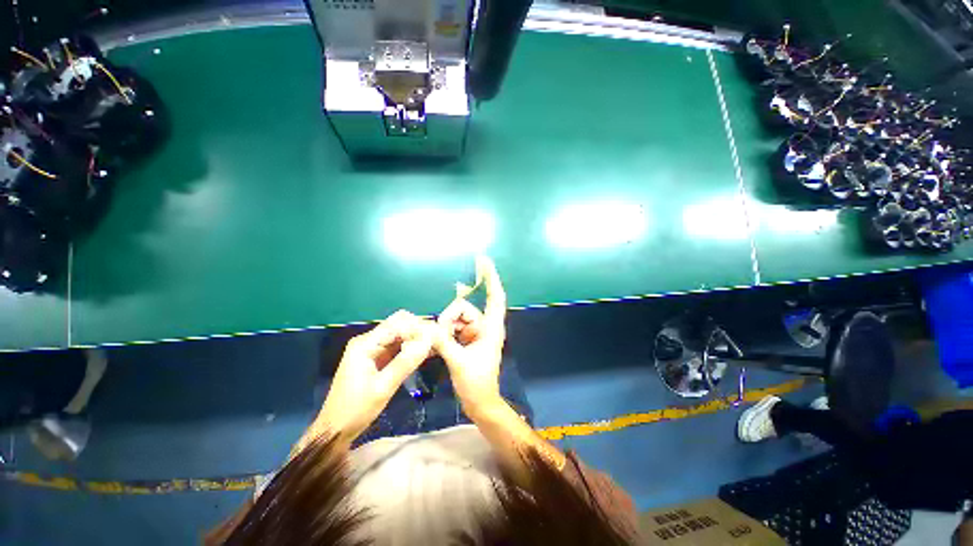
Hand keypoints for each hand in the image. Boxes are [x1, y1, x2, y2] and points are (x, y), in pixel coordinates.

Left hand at [317, 310, 433, 441]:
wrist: (334, 431)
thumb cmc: (356, 409)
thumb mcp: (383, 388)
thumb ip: (406, 362)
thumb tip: (428, 341)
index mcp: (366, 343)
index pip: (397, 322)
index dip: (418, 327)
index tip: (436, 337)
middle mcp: (368, 341)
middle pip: (399, 326)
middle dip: (419, 332)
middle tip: (437, 343)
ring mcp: (372, 349)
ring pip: (400, 336)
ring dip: (416, 340)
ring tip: (435, 347)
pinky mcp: (376, 358)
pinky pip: (397, 347)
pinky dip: (410, 349)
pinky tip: (424, 354)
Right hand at [434, 256, 506, 416]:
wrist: (480, 402)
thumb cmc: (476, 384)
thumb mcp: (458, 361)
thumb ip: (443, 342)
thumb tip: (429, 327)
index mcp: (491, 328)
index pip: (494, 297)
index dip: (490, 278)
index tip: (484, 260)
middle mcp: (485, 326)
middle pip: (464, 309)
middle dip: (449, 320)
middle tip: (441, 338)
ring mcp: (475, 333)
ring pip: (456, 319)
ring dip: (446, 329)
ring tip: (442, 346)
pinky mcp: (467, 339)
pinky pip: (453, 328)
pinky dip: (445, 333)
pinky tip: (438, 343)